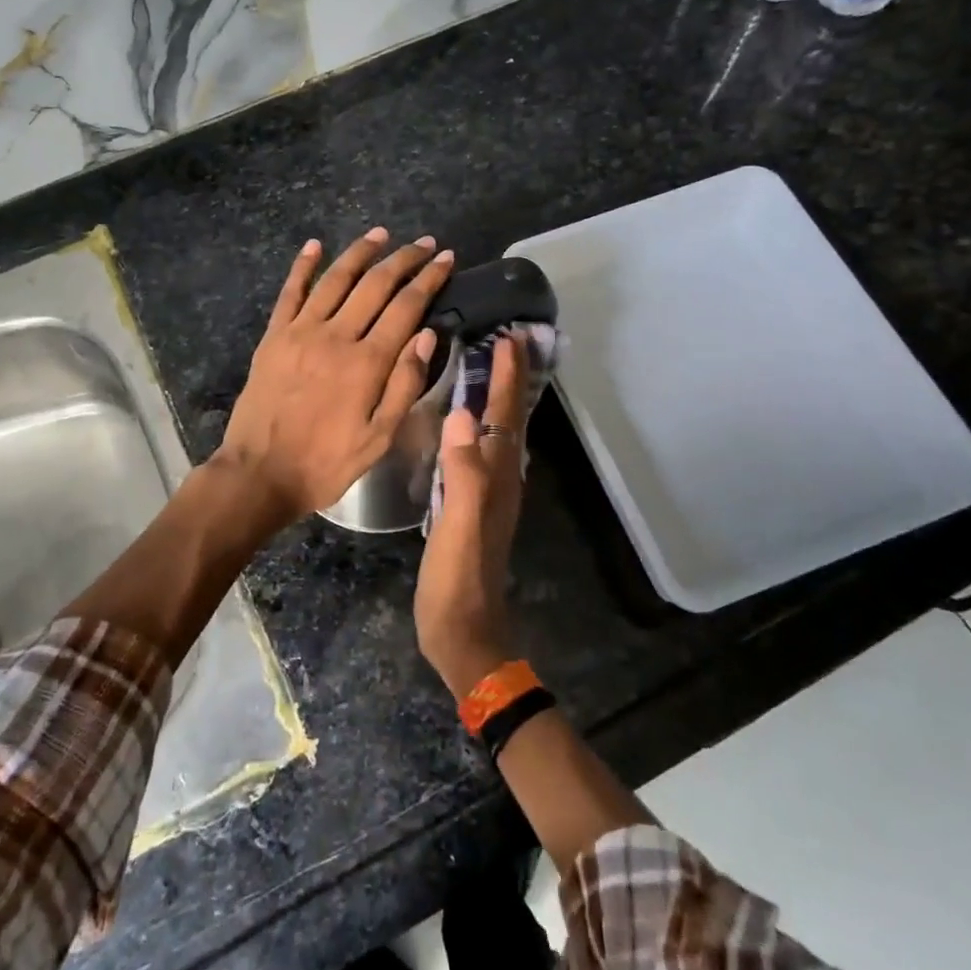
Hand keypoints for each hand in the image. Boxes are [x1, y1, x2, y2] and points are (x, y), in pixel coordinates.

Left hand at [216, 228, 455, 523]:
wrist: (260, 473)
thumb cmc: (327, 462)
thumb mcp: (380, 437)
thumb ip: (405, 384)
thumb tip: (428, 334)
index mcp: (367, 362)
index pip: (406, 307)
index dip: (429, 279)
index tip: (446, 259)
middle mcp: (336, 336)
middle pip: (375, 285)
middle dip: (404, 259)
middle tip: (424, 243)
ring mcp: (300, 332)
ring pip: (336, 279)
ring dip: (360, 252)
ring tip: (381, 234)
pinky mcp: (273, 336)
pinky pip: (290, 292)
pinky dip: (303, 265)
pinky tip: (314, 245)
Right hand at [415, 334, 529, 694]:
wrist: (463, 633)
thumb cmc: (458, 581)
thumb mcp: (459, 528)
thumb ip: (463, 474)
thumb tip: (462, 415)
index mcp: (498, 478)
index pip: (506, 416)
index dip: (508, 376)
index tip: (509, 336)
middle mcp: (500, 479)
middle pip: (512, 419)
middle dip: (512, 379)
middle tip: (506, 339)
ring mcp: (489, 494)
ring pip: (501, 433)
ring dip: (500, 398)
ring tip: (489, 367)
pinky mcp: (473, 506)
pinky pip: (482, 451)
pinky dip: (482, 425)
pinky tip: (465, 423)